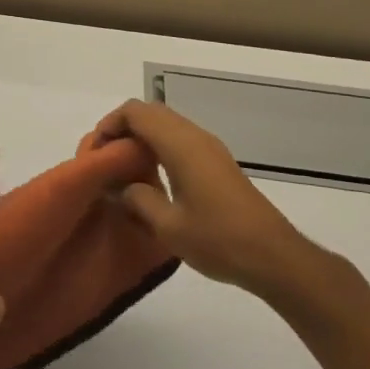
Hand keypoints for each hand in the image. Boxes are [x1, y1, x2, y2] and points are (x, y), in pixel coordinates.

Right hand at [94, 100, 313, 296]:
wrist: (273, 256)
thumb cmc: (218, 239)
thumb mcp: (168, 226)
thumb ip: (137, 199)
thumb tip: (118, 187)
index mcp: (180, 144)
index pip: (136, 112)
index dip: (110, 124)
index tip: (96, 152)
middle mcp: (195, 136)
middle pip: (151, 112)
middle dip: (123, 128)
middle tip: (106, 158)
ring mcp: (209, 147)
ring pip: (167, 124)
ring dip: (142, 137)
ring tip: (124, 168)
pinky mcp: (217, 162)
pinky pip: (180, 138)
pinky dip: (159, 146)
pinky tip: (153, 177)